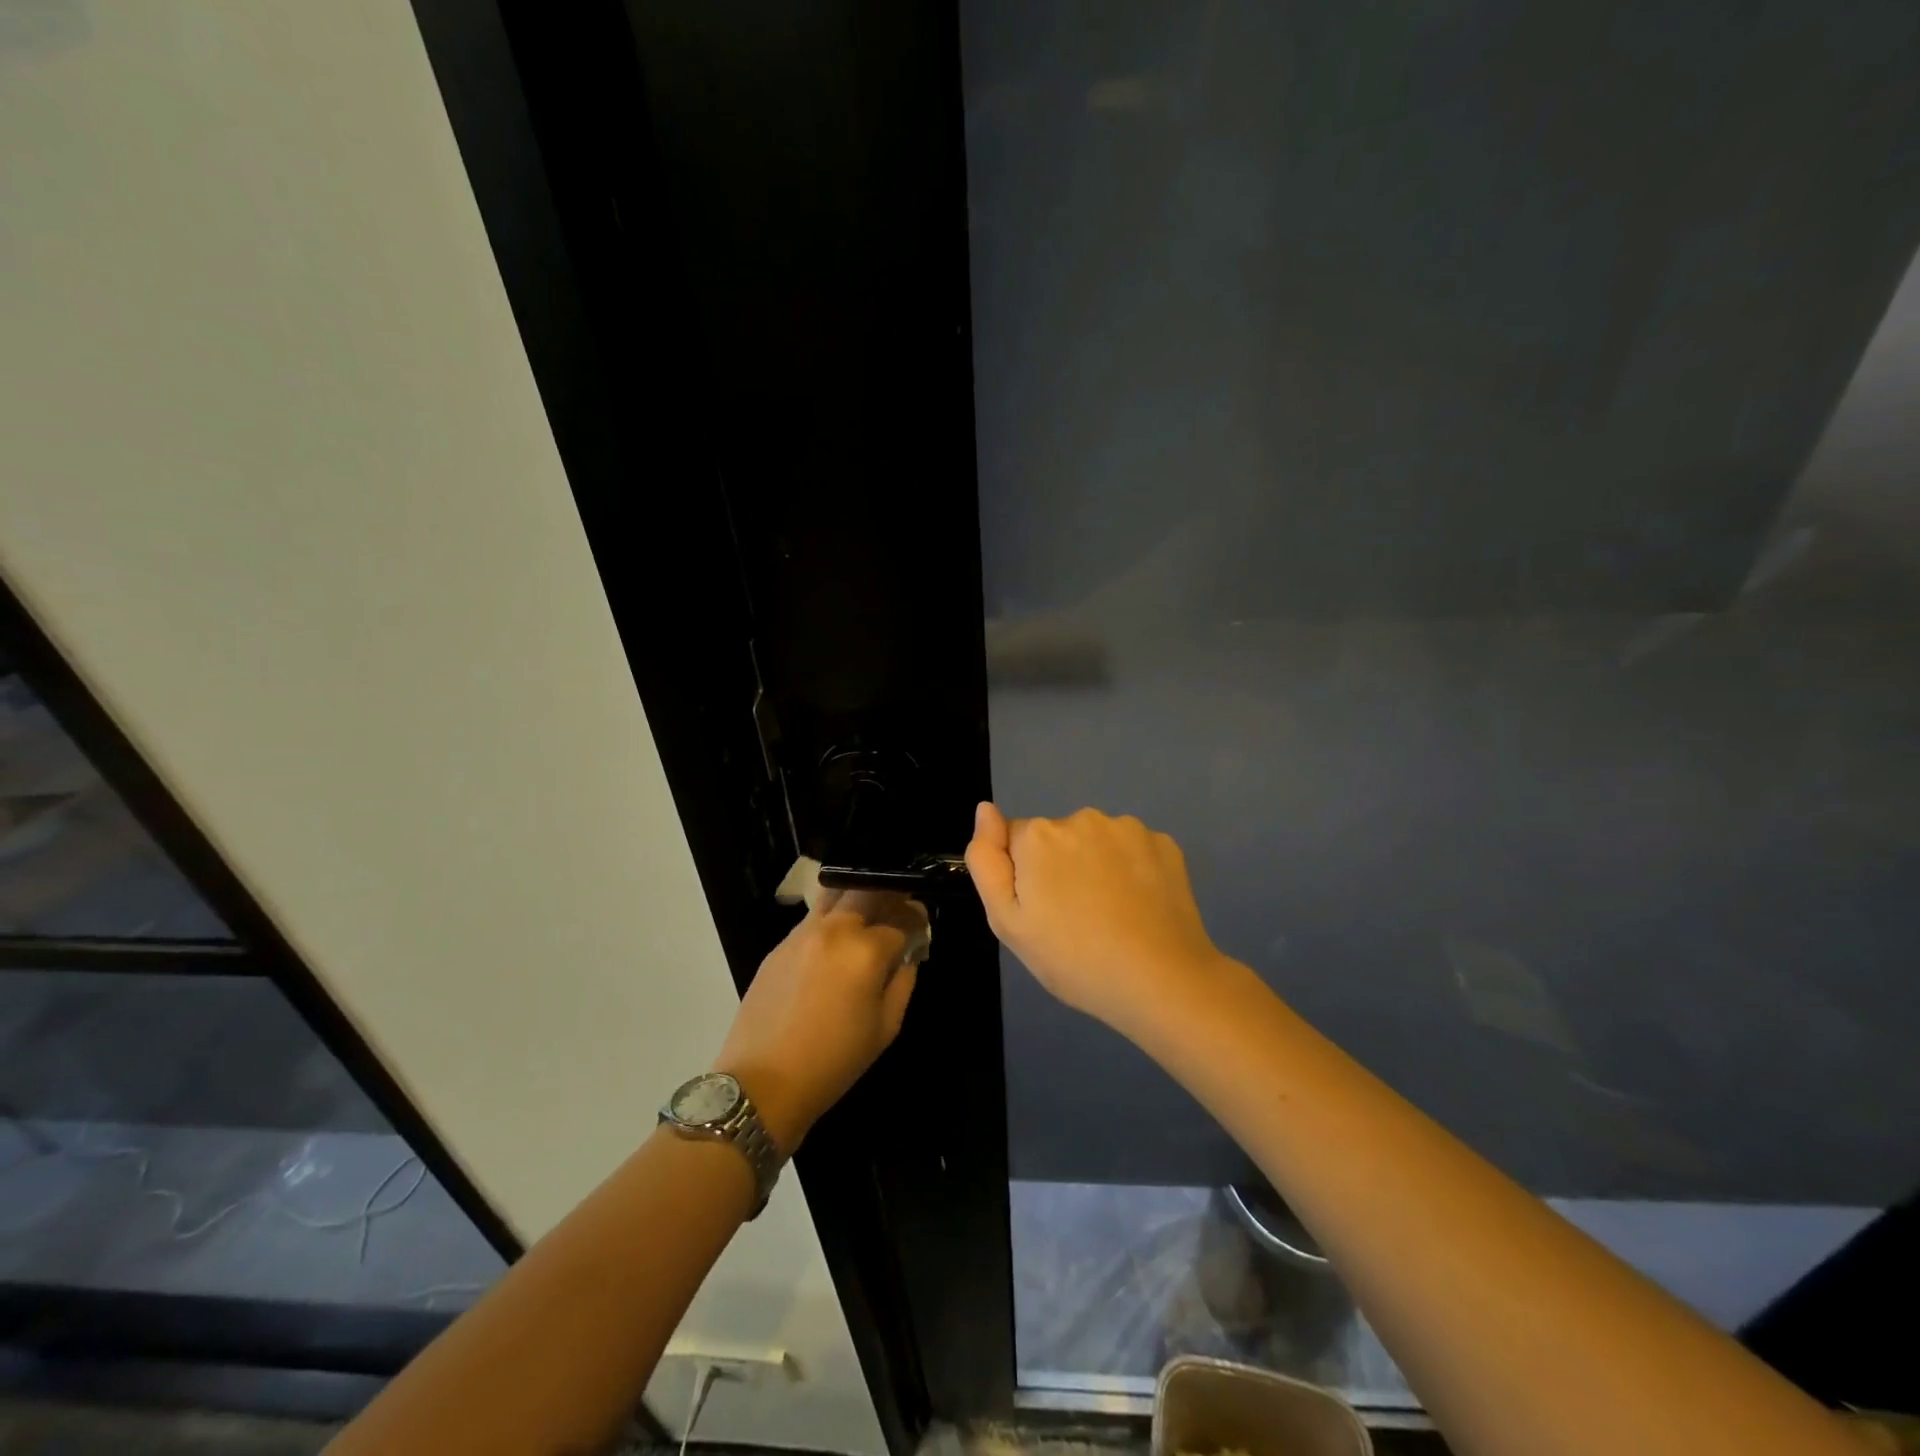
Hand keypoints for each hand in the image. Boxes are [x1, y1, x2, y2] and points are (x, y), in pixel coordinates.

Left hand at [711, 889, 925, 1154]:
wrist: (764, 1082)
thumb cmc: (834, 1061)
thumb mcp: (885, 1028)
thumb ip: (903, 982)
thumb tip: (908, 956)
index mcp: (865, 950)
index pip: (901, 919)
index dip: (916, 921)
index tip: (921, 926)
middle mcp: (835, 930)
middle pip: (868, 890)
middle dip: (889, 895)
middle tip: (897, 910)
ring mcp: (802, 933)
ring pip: (836, 895)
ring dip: (857, 899)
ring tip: (866, 919)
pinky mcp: (780, 945)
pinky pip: (813, 917)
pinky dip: (832, 918)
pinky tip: (836, 943)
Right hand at [966, 803, 1229, 1036]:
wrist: (1161, 981)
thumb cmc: (1074, 959)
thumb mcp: (1008, 923)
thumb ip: (987, 860)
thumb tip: (985, 809)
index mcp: (1038, 836)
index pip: (1015, 841)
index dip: (1024, 877)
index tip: (1042, 912)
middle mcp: (1082, 817)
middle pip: (1056, 838)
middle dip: (1059, 867)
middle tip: (1074, 919)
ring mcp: (1128, 828)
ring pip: (1096, 842)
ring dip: (1096, 866)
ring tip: (1110, 916)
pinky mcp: (1164, 843)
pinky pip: (1132, 850)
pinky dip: (1132, 870)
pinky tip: (1140, 907)